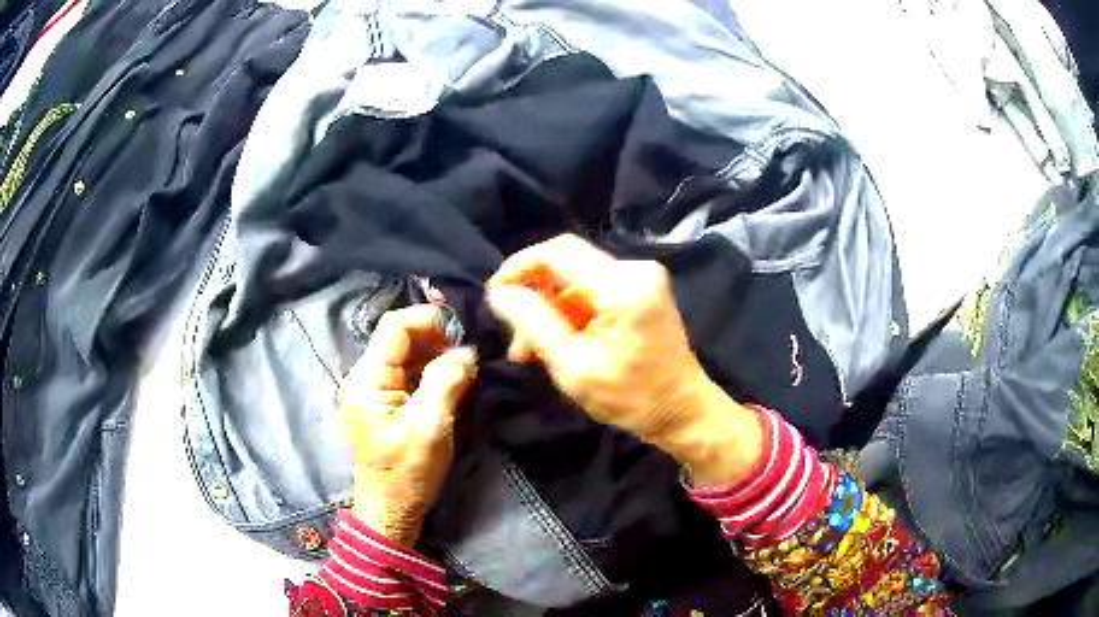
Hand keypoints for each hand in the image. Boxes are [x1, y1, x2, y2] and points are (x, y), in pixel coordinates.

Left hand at [338, 305, 476, 546]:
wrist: (390, 509)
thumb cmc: (407, 474)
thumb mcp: (430, 428)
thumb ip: (446, 383)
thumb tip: (466, 351)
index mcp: (367, 380)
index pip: (394, 328)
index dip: (427, 320)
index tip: (461, 334)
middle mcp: (363, 377)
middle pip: (399, 338)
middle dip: (435, 339)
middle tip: (467, 357)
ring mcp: (372, 390)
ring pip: (405, 355)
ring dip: (435, 356)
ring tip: (463, 371)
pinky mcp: (382, 402)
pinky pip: (406, 374)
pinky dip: (429, 372)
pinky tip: (450, 383)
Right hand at [486, 234, 761, 485]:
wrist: (681, 412)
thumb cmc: (629, 397)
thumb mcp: (571, 365)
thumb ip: (532, 322)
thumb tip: (498, 291)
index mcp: (622, 285)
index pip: (556, 252)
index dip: (518, 267)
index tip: (494, 295)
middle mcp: (635, 269)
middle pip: (566, 265)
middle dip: (534, 297)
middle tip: (515, 339)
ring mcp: (642, 278)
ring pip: (575, 281)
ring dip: (550, 311)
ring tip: (530, 351)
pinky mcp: (642, 291)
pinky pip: (593, 292)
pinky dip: (571, 315)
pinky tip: (558, 343)